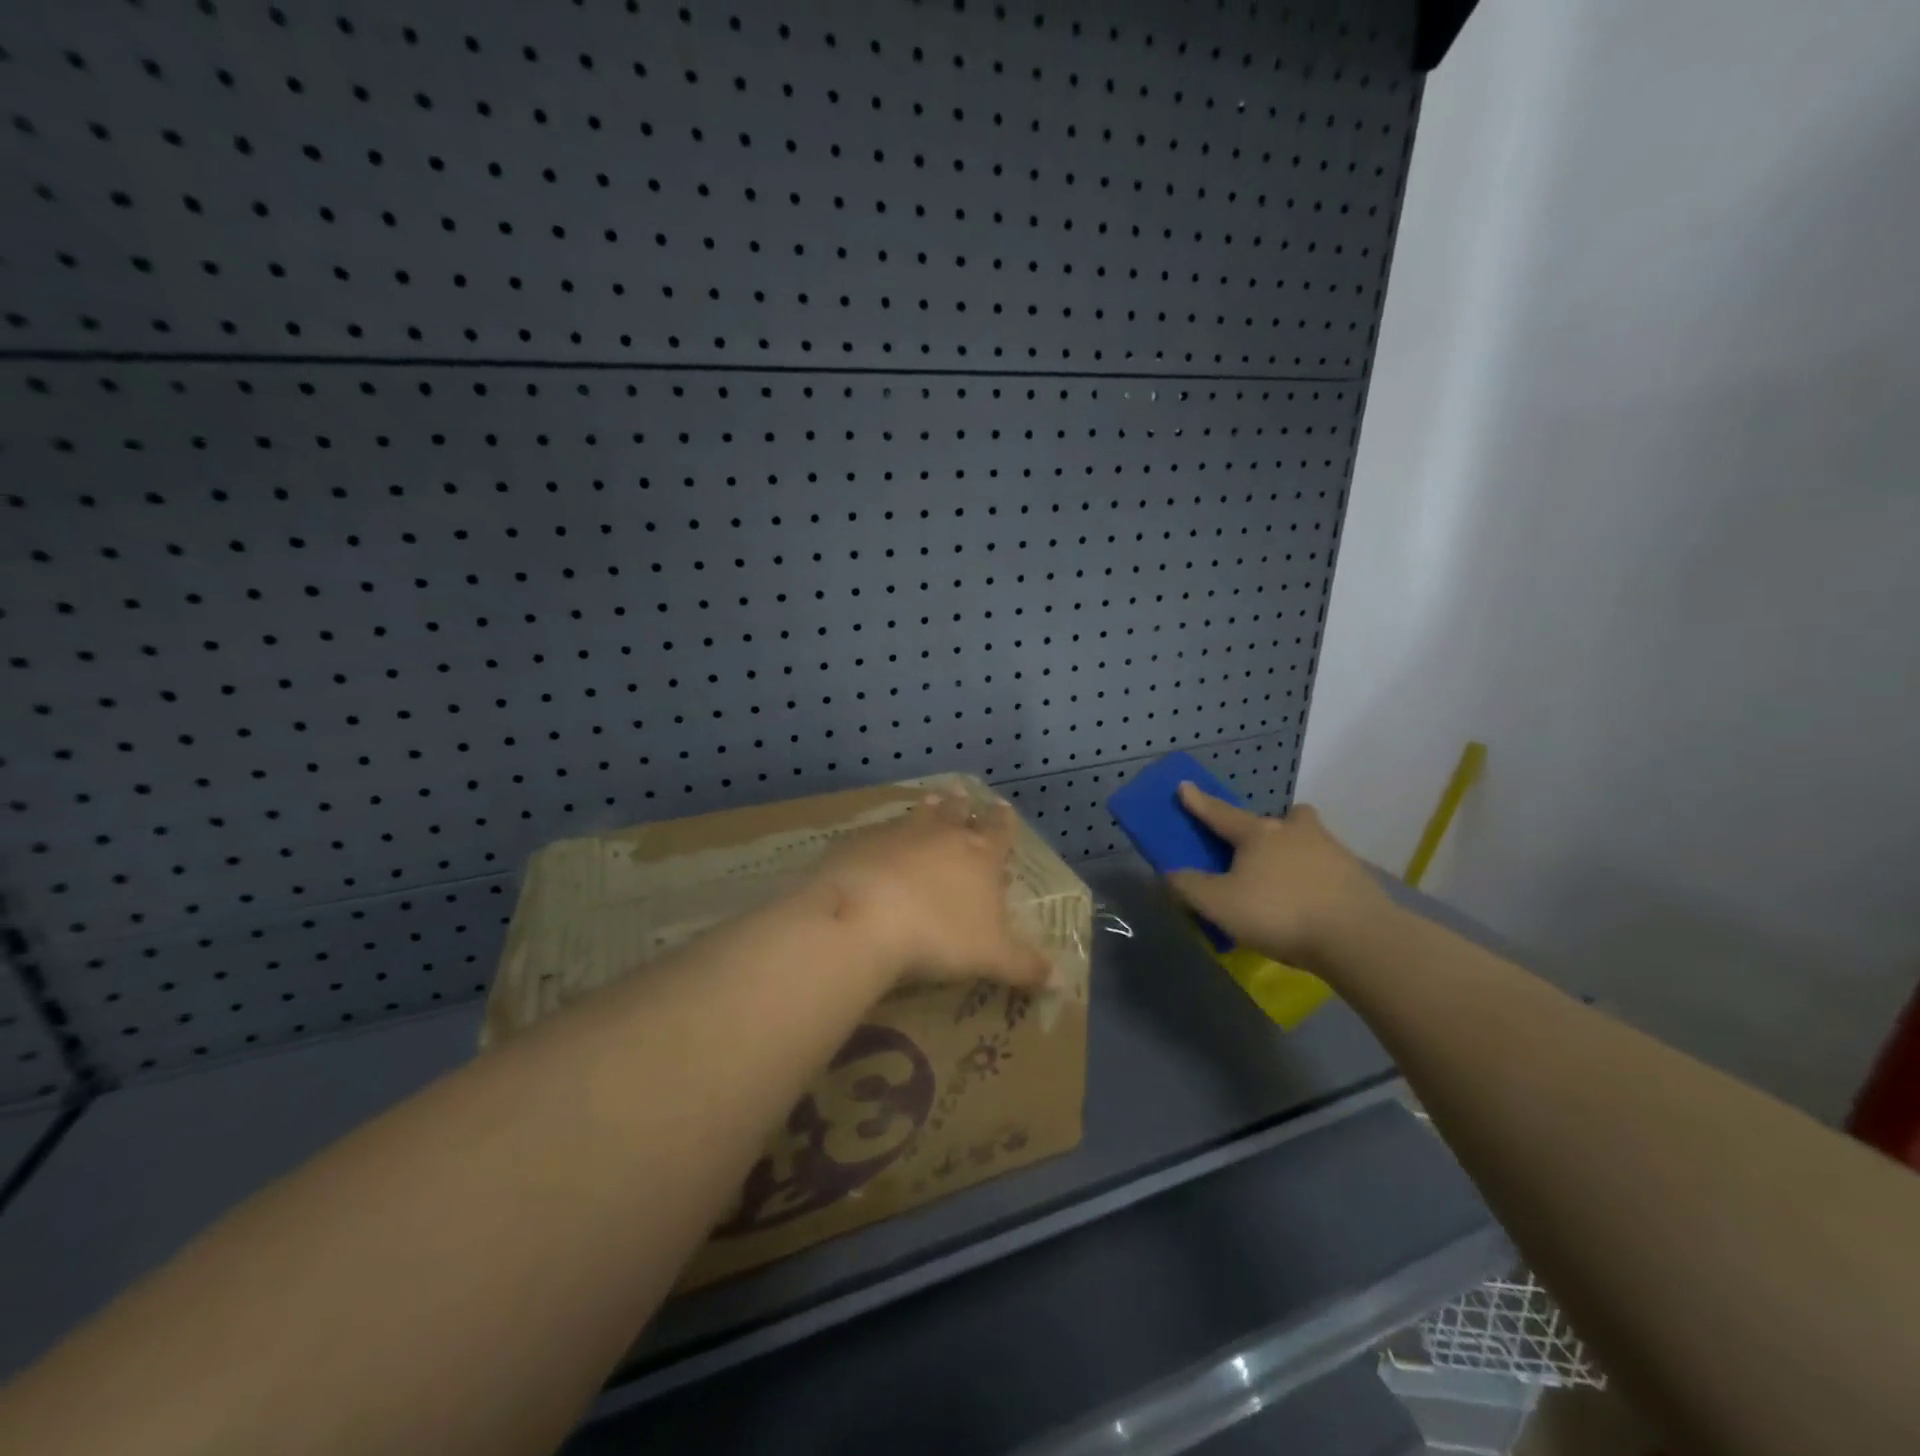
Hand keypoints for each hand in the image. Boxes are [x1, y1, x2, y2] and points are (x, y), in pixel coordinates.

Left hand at [810, 790, 1050, 987]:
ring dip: (929, 808)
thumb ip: (1025, 966)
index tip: (1003, 806)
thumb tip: (1060, 980)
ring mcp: (900, 834)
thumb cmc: (940, 935)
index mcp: (980, 856)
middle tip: (962, 793)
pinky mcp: (862, 842)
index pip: (999, 830)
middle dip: (963, 805)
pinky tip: (880, 841)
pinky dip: (886, 833)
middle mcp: (943, 835)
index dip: (1003, 820)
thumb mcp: (992, 958)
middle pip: (957, 812)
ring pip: (920, 814)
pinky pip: (879, 831)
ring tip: (932, 799)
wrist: (866, 917)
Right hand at [1166, 783, 1387, 968]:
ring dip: (1296, 848)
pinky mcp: (1356, 876)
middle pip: (1280, 818)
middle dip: (1267, 826)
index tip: (1185, 786)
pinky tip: (1312, 901)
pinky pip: (1328, 867)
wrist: (1357, 937)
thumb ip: (1189, 887)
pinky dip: (1316, 877)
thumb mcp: (1219, 905)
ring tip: (1286, 877)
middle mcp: (1294, 832)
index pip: (1220, 814)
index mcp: (1257, 834)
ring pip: (1309, 838)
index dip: (1199, 802)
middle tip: (1257, 844)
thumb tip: (1170, 873)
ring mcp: (1331, 851)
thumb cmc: (1279, 913)